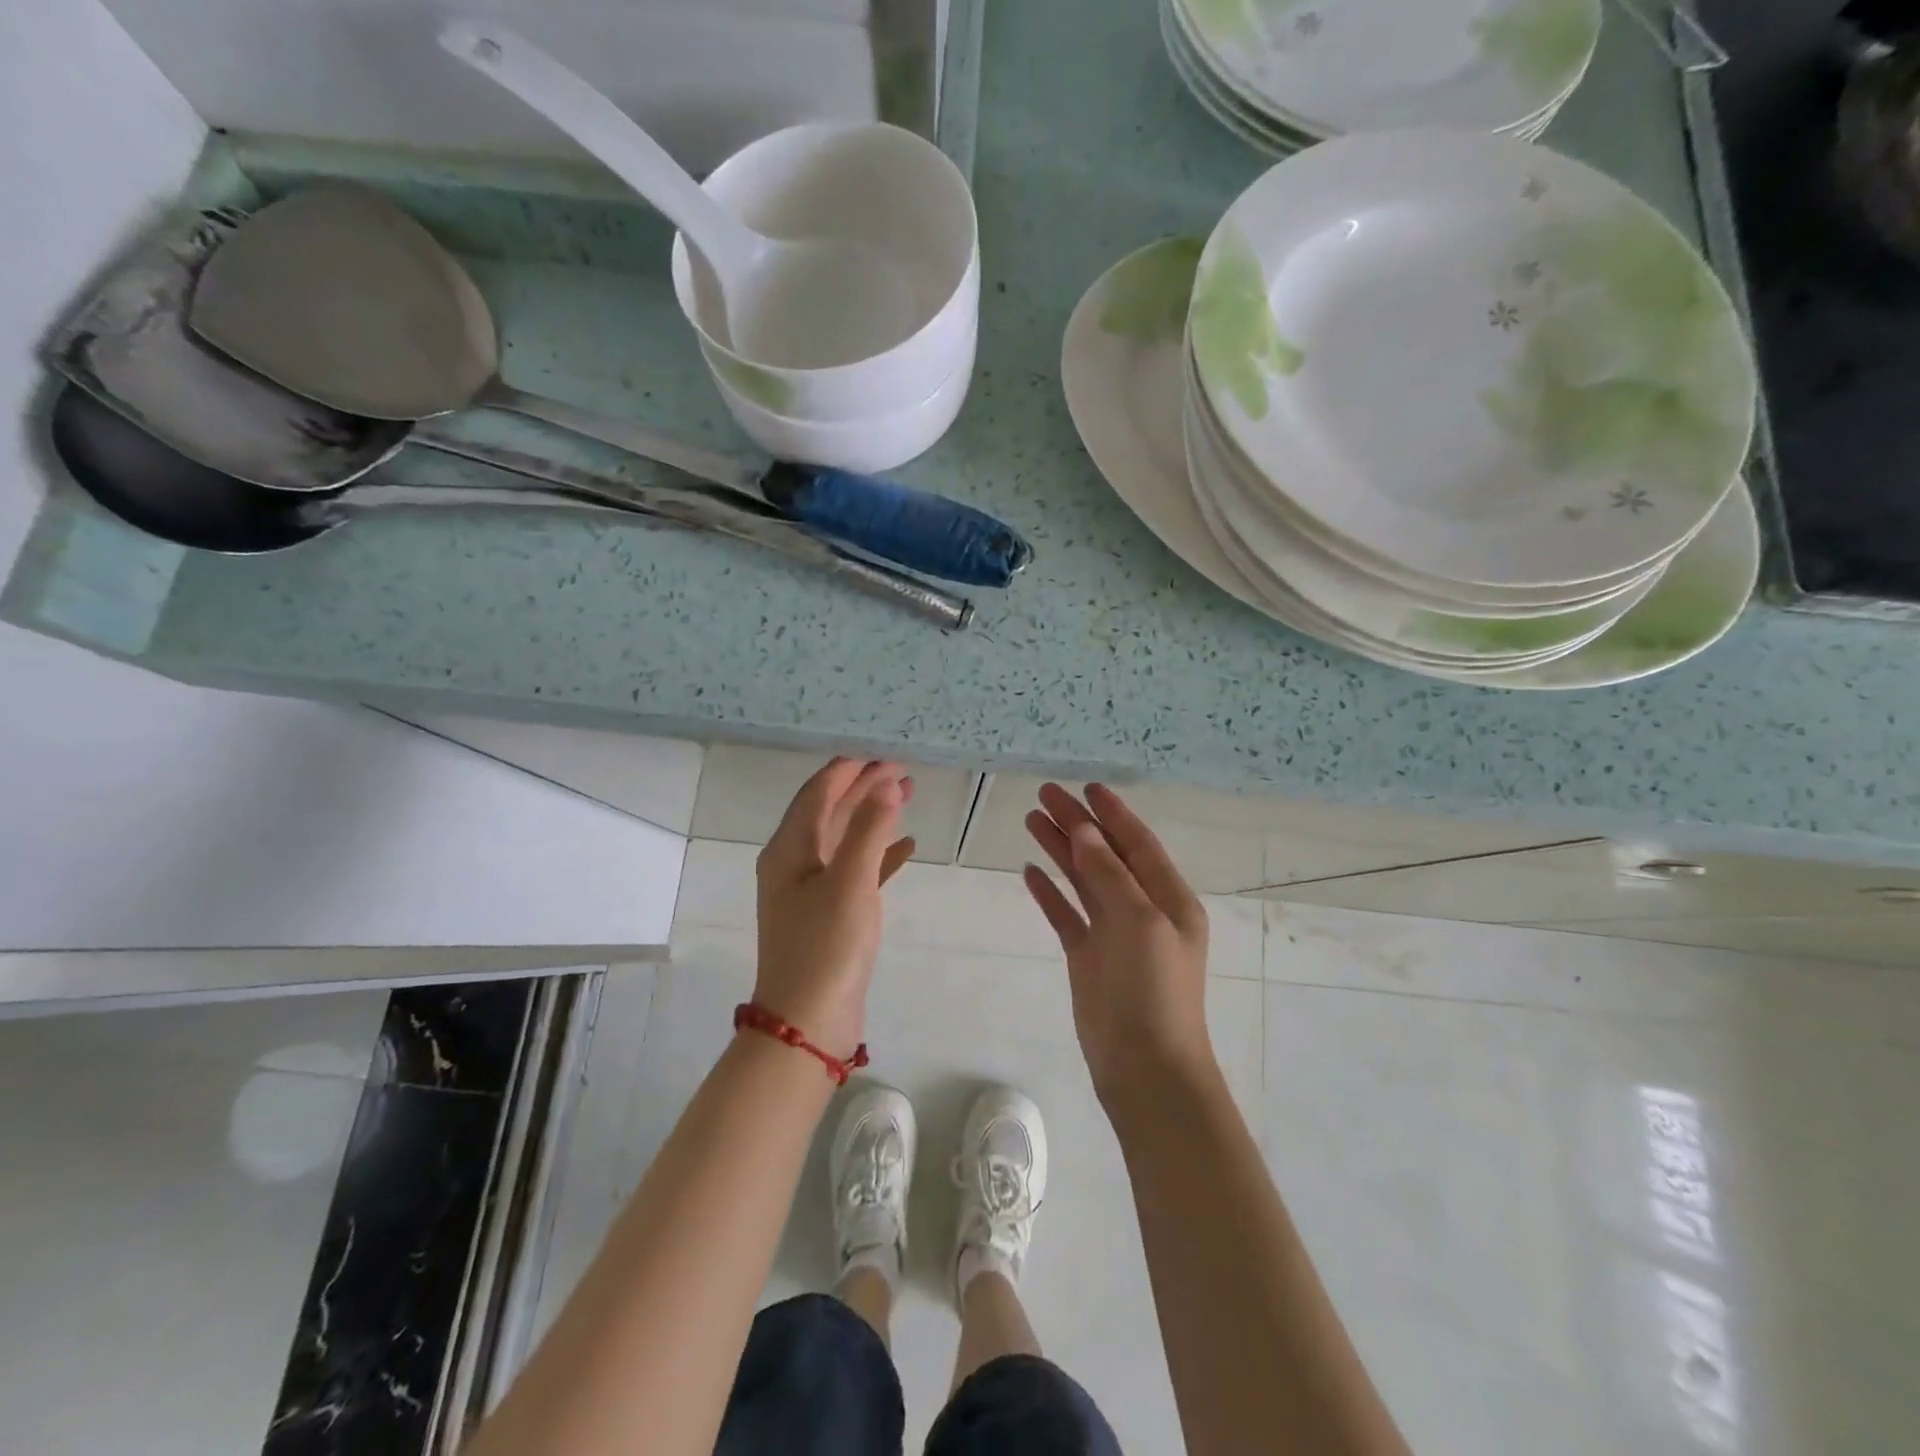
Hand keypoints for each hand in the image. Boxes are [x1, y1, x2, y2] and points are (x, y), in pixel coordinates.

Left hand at [753, 759, 915, 1057]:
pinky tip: (906, 847)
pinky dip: (878, 854)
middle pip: (830, 812)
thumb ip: (868, 830)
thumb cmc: (826, 946)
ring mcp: (810, 891)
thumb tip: (885, 785)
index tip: (882, 754)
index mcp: (789, 850)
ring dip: (873, 817)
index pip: (818, 794)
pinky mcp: (828, 914)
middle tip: (902, 770)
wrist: (808, 1023)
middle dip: (864, 789)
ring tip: (908, 795)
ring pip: (844, 839)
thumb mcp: (849, 882)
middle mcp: (794, 864)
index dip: (849, 770)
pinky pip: (855, 870)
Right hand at [1023, 783, 1215, 1108]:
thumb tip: (1085, 830)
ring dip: (1060, 850)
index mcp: (1169, 898)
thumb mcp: (1140, 922)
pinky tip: (1029, 871)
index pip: (1138, 843)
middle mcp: (1142, 910)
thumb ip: (1110, 873)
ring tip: (1031, 819)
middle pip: (1105, 855)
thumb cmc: (1154, 990)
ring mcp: (1113, 934)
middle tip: (1045, 794)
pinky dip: (1050, 892)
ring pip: (1083, 880)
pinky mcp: (1088, 958)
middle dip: (1078, 824)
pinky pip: (1066, 914)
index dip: (1113, 814)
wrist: (1145, 1068)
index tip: (1087, 787)